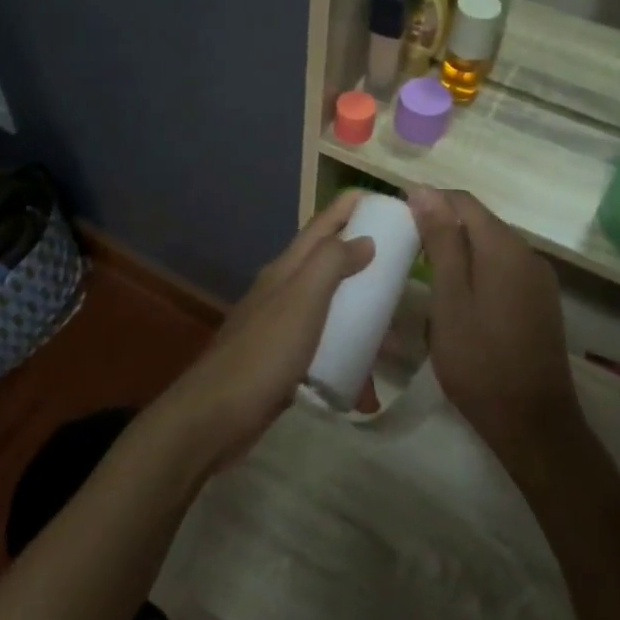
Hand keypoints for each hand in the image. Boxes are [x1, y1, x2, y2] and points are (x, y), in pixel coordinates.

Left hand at [147, 192, 373, 475]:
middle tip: (405, 267)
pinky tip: (366, 381)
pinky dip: (346, 355)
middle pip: (328, 262)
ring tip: (395, 331)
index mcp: (287, 269)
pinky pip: (323, 347)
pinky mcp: (281, 362)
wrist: (215, 417)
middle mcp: (282, 290)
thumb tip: (365, 238)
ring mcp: (280, 327)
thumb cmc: (264, 354)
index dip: (351, 206)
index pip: (323, 223)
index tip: (390, 201)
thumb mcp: (302, 300)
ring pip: (329, 307)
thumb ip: (331, 263)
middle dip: (364, 259)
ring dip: (359, 313)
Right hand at [406, 187, 579, 455]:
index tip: (397, 221)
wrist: (532, 423)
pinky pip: (503, 270)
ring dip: (458, 252)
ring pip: (490, 247)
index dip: (429, 202)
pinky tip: (457, 299)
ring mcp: (538, 280)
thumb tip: (425, 190)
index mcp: (504, 247)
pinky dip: (476, 272)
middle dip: (442, 228)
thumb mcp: (449, 298)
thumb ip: (440, 241)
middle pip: (479, 222)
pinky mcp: (540, 303)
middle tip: (406, 252)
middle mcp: (528, 254)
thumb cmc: (479, 360)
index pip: (463, 201)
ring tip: (425, 276)